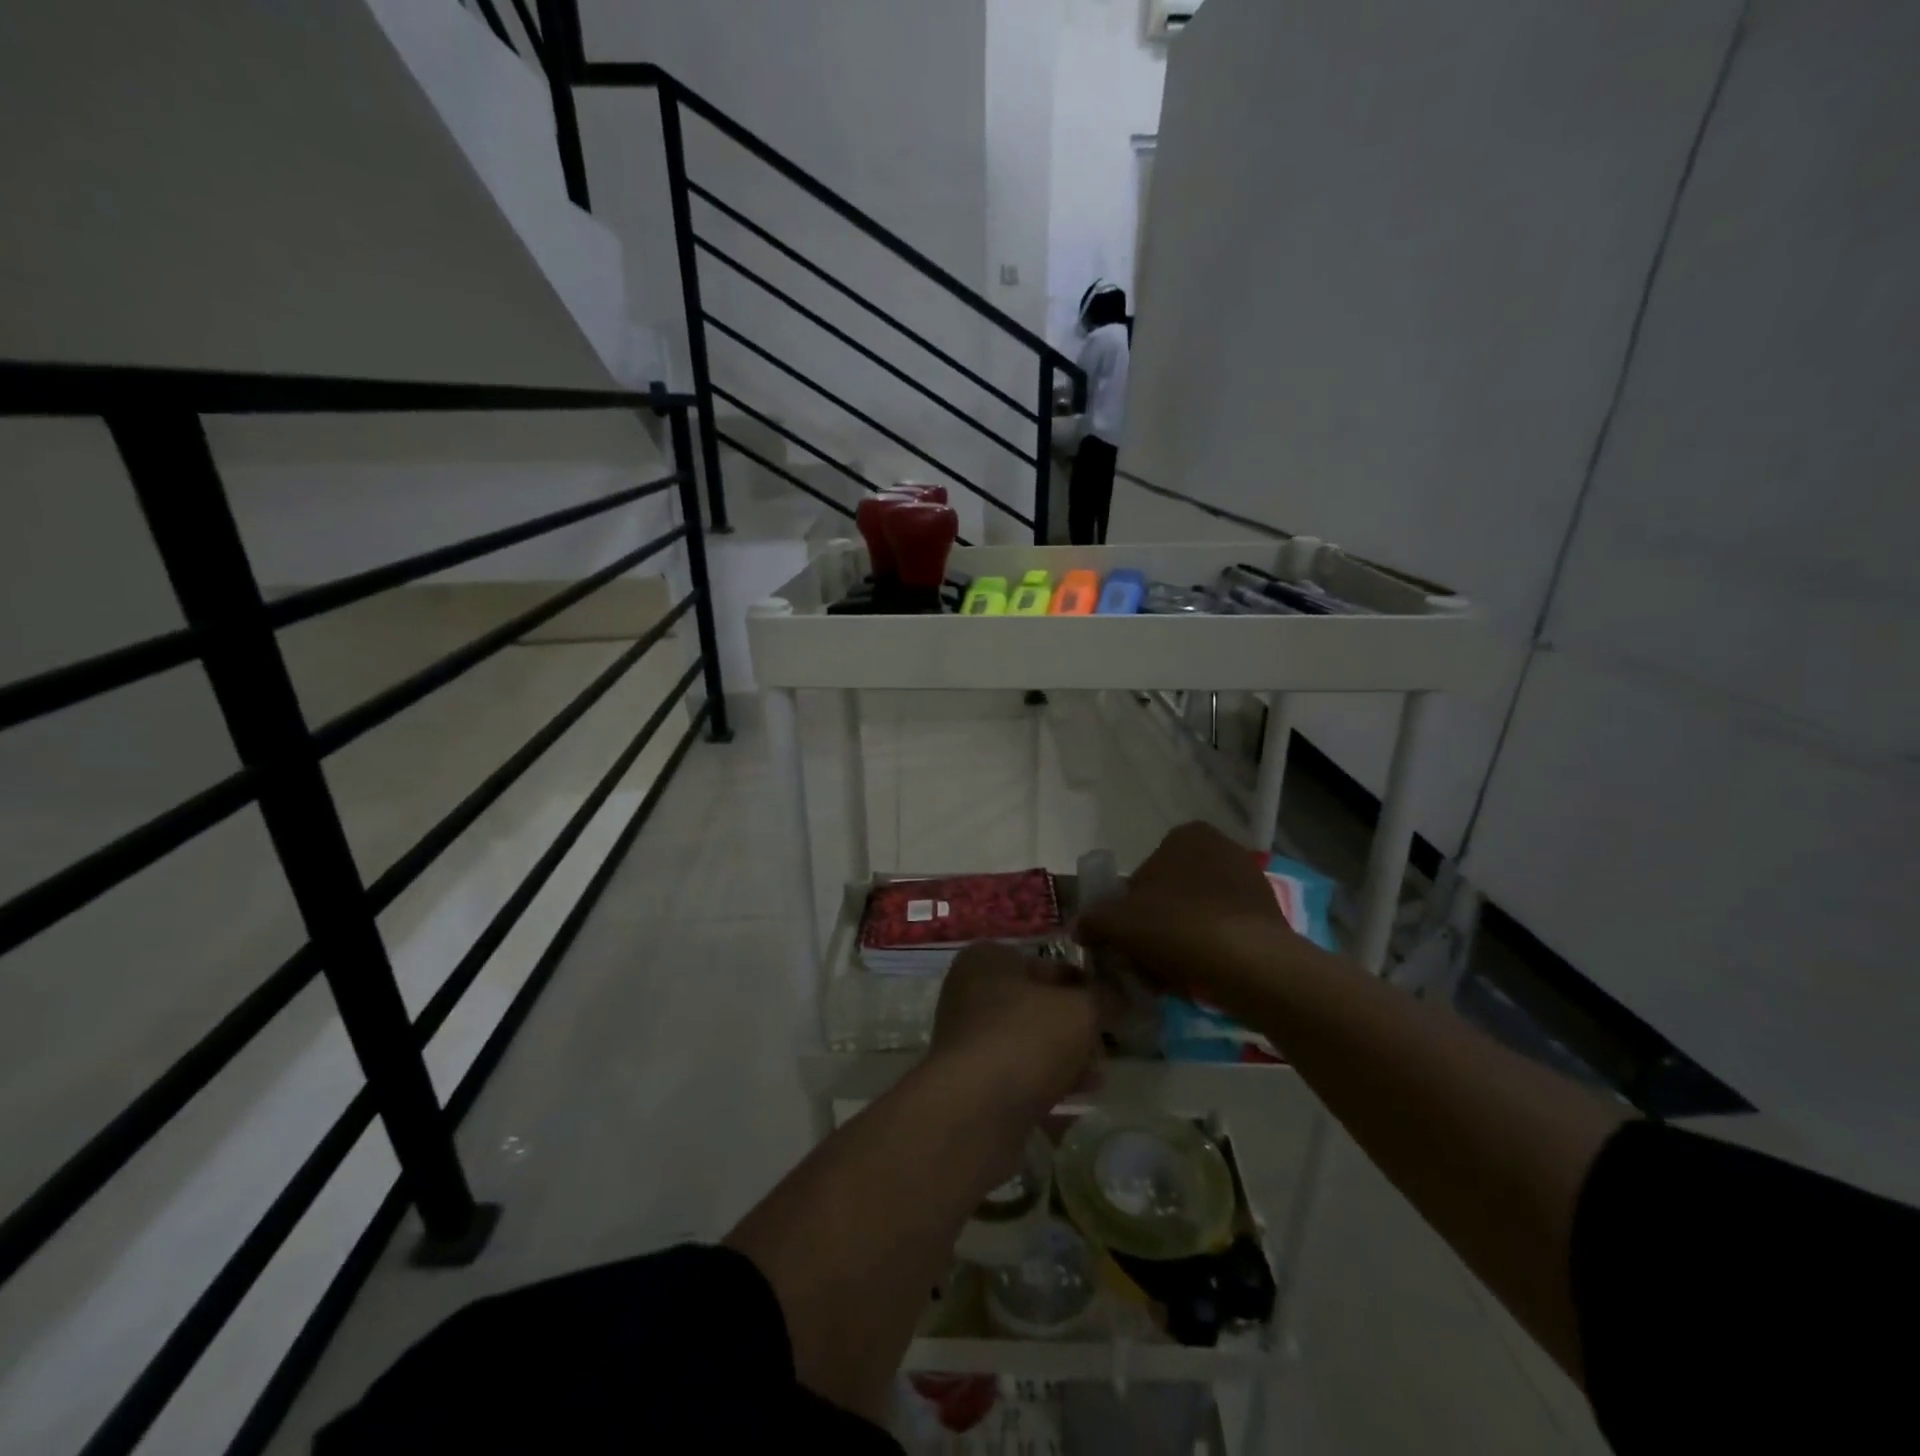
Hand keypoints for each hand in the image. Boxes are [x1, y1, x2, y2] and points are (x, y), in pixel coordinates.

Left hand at [929, 943, 1100, 1116]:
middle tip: (1106, 1043)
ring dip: (1064, 1055)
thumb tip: (1116, 995)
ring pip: (1028, 1039)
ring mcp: (967, 1037)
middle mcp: (969, 991)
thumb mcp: (1080, 1008)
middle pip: (1037, 1004)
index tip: (1112, 1004)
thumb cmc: (1028, 1037)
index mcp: (987, 959)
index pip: (1046, 962)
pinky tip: (1078, 1094)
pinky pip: (1017, 1072)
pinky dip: (1046, 1079)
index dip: (1083, 982)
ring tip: (1098, 1075)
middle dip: (1074, 1024)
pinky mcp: (971, 1080)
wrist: (977, 1110)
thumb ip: (1103, 997)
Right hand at [1074, 821, 1300, 1004]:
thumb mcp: (1118, 923)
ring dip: (1179, 943)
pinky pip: (1224, 933)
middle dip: (1155, 928)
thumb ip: (1093, 920)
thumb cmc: (1178, 926)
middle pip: (1170, 896)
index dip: (1128, 910)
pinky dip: (1208, 952)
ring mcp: (1249, 881)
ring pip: (1196, 916)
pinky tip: (1198, 978)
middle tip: (1143, 962)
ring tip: (1169, 978)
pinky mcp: (1269, 915)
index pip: (1143, 874)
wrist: (1251, 964)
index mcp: (1185, 836)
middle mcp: (1221, 848)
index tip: (1126, 939)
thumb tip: (1079, 928)